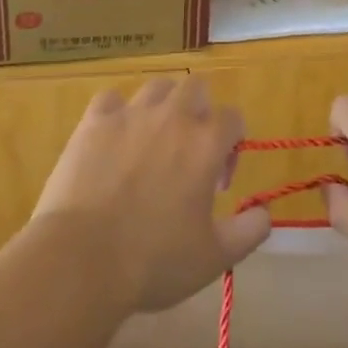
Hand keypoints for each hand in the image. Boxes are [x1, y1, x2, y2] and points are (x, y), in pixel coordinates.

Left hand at [33, 76, 271, 312]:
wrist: (82, 260)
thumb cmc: (154, 260)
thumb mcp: (215, 257)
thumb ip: (250, 231)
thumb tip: (265, 212)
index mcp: (206, 143)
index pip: (233, 118)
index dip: (232, 145)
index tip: (218, 182)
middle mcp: (172, 117)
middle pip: (197, 89)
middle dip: (200, 114)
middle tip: (188, 155)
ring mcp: (130, 114)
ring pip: (157, 87)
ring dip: (163, 107)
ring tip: (153, 142)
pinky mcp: (93, 121)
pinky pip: (112, 99)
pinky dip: (118, 113)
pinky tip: (114, 140)